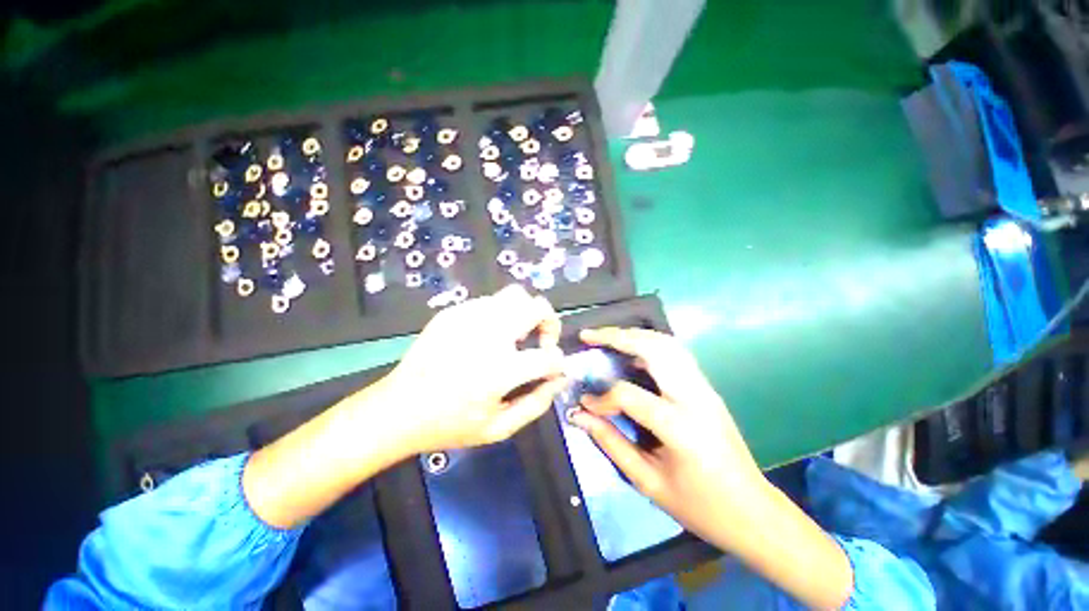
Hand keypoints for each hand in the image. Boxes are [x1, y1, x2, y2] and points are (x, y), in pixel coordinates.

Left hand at [373, 285, 567, 454]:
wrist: (398, 409)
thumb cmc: (450, 425)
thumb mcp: (498, 428)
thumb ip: (537, 404)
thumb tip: (559, 379)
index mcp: (501, 369)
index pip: (551, 357)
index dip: (559, 364)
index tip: (552, 370)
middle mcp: (489, 335)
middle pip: (537, 306)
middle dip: (549, 323)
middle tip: (540, 342)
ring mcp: (468, 317)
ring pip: (515, 295)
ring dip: (524, 315)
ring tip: (513, 338)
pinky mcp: (452, 312)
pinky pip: (489, 302)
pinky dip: (499, 315)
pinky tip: (486, 337)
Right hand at [570, 327, 767, 546]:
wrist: (752, 511)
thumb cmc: (699, 505)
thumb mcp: (647, 481)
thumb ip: (610, 443)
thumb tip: (580, 416)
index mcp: (680, 426)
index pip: (629, 395)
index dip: (602, 398)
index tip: (585, 405)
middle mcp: (694, 396)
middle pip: (653, 349)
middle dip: (616, 337)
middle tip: (588, 336)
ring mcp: (704, 387)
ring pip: (667, 343)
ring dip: (634, 335)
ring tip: (607, 337)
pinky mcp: (706, 386)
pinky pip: (675, 352)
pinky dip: (649, 342)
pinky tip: (633, 349)